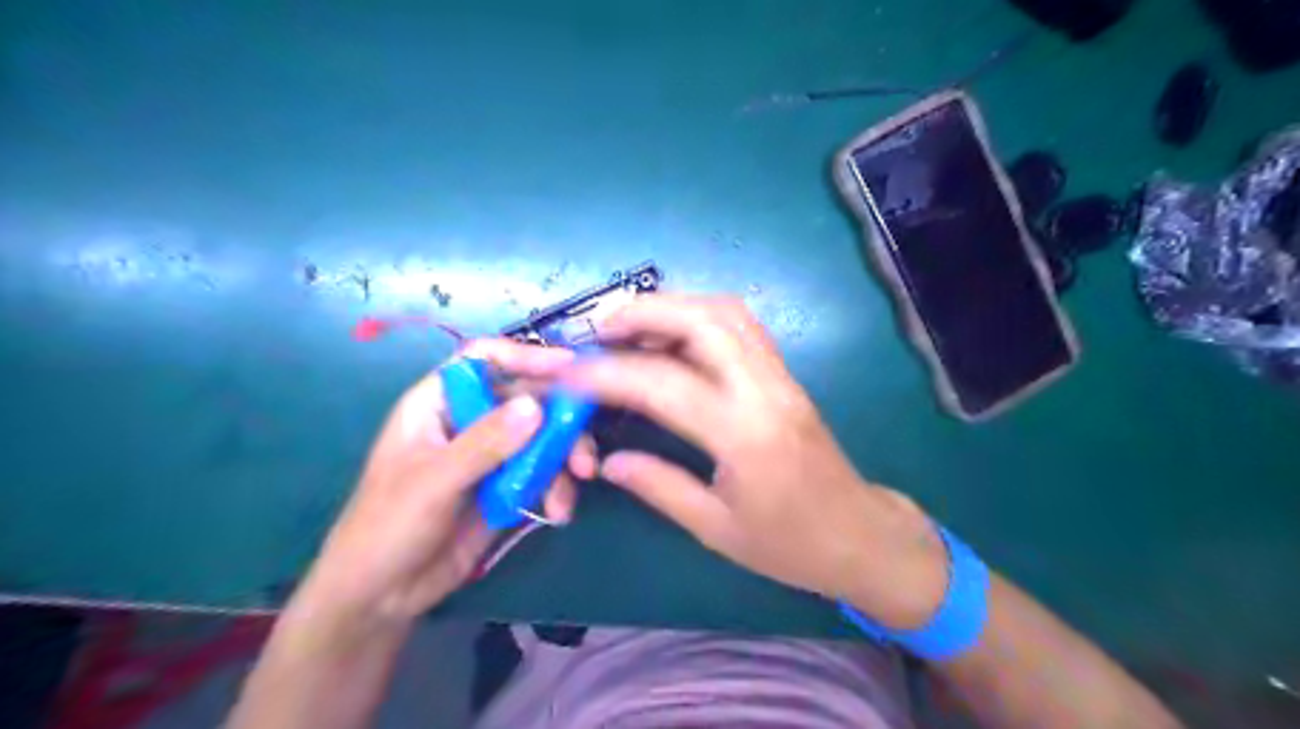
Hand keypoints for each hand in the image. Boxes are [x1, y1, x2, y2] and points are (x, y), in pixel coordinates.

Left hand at [295, 339, 591, 626]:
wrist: (381, 595)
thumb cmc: (388, 526)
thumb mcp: (434, 482)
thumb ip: (484, 443)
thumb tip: (535, 405)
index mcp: (439, 403)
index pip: (484, 359)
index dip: (525, 356)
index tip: (568, 367)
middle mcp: (470, 420)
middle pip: (526, 397)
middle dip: (560, 419)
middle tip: (583, 445)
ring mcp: (491, 454)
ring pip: (542, 435)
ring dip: (565, 455)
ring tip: (577, 482)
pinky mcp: (507, 485)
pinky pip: (544, 471)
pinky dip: (558, 486)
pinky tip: (559, 511)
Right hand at [564, 295, 952, 628]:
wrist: (860, 535)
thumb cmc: (790, 544)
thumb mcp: (716, 529)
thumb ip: (659, 487)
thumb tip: (607, 461)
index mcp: (744, 436)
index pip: (664, 385)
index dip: (608, 374)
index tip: (568, 373)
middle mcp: (764, 391)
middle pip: (705, 320)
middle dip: (645, 312)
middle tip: (600, 329)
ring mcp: (780, 377)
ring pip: (726, 313)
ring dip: (673, 306)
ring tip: (628, 326)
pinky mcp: (786, 375)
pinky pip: (740, 326)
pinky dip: (698, 316)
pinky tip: (671, 337)